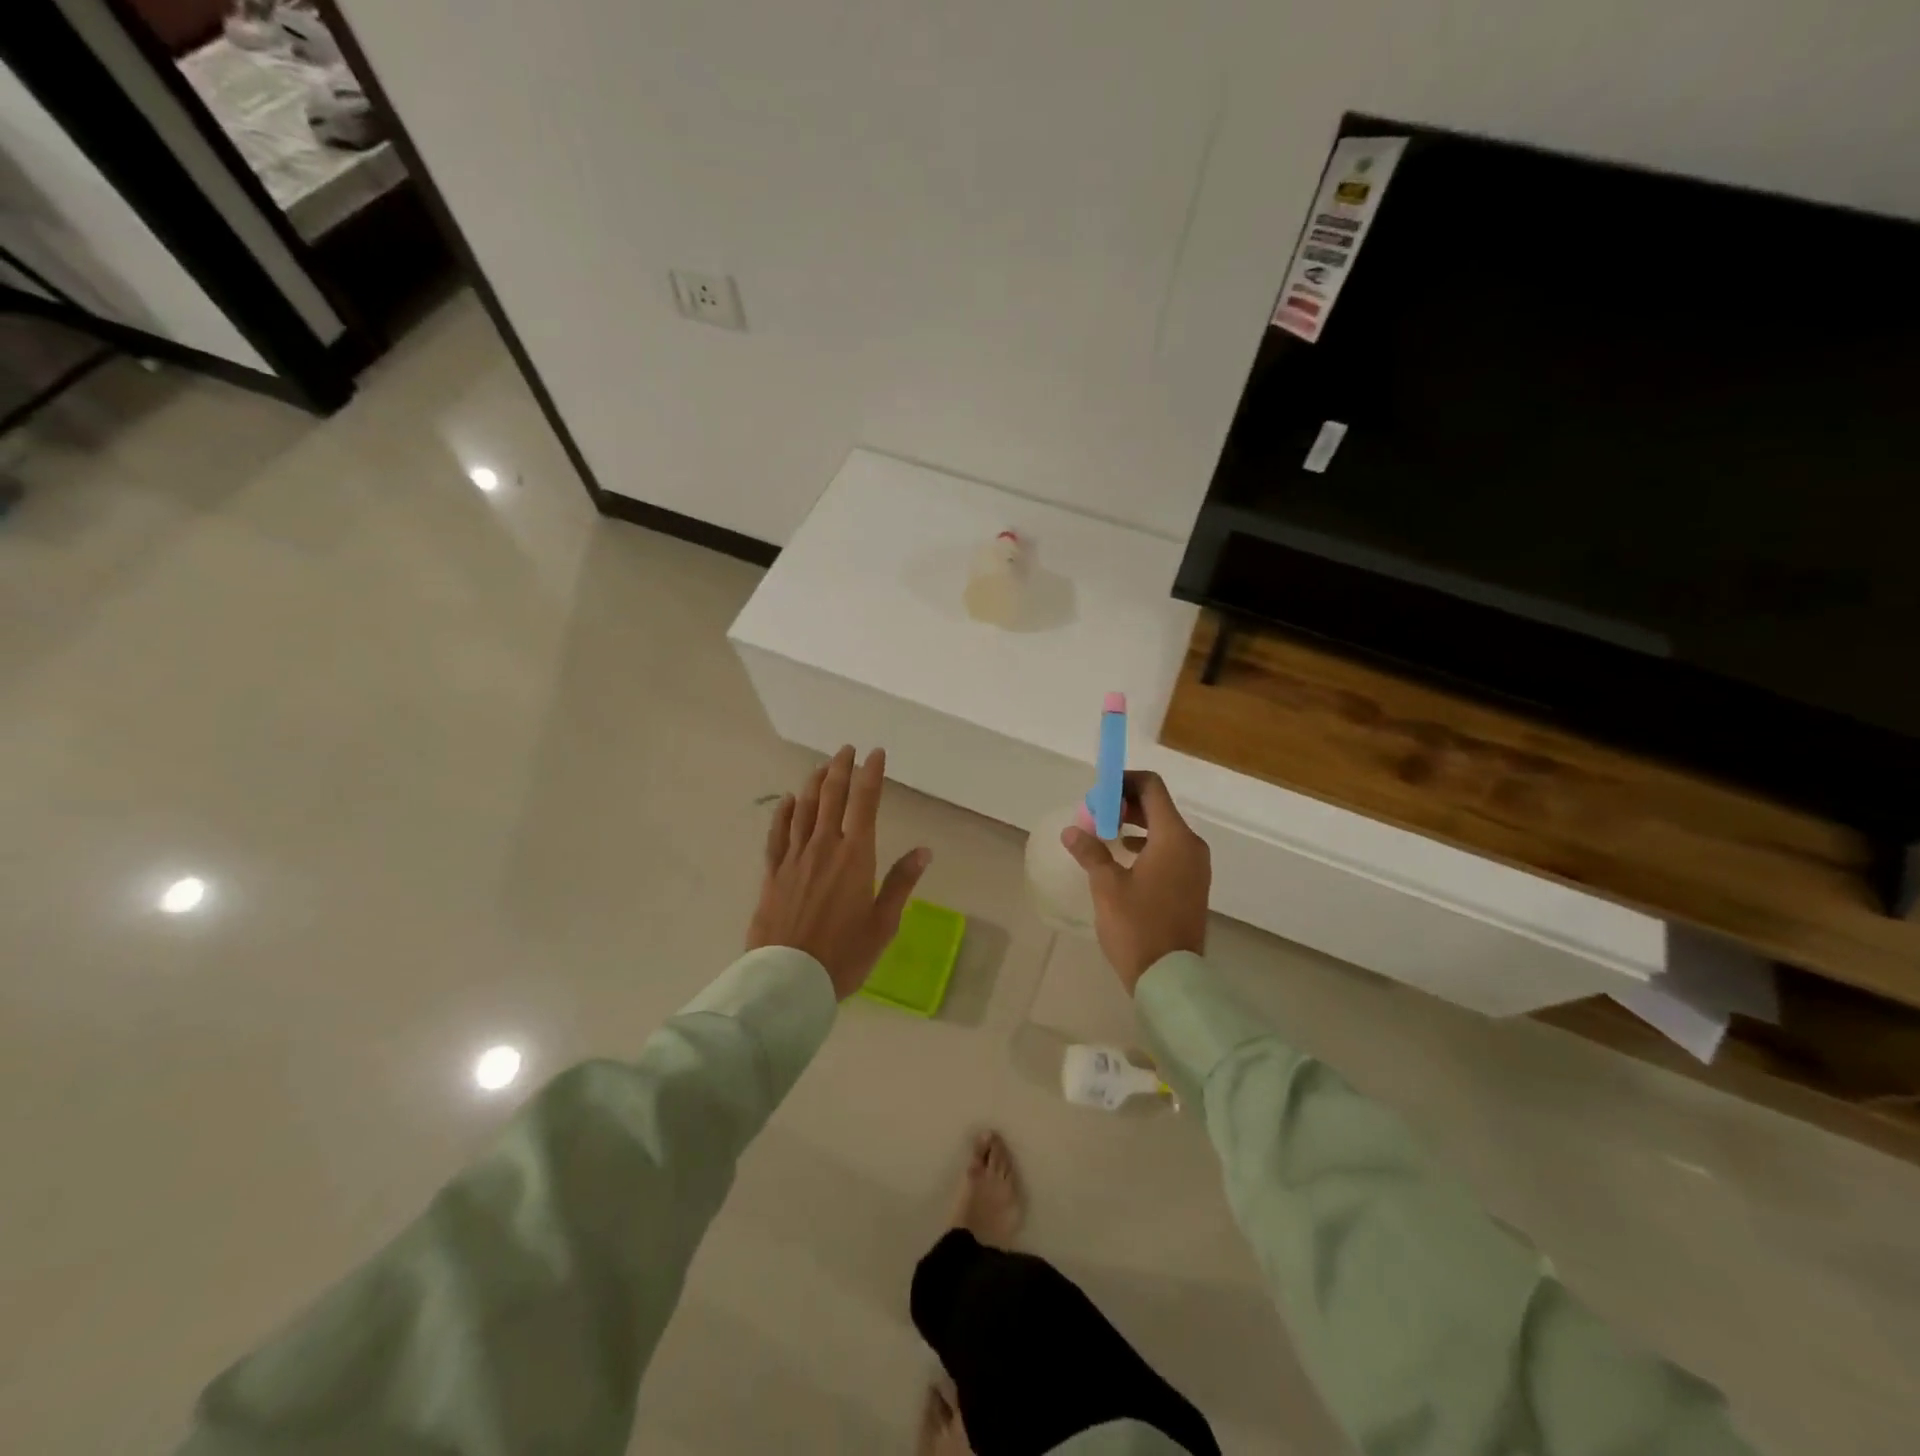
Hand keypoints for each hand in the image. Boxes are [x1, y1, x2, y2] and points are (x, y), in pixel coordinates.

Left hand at [748, 745, 931, 999]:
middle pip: (833, 797)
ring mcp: (795, 858)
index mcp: (856, 857)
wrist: (789, 979)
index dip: (871, 775)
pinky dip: (784, 813)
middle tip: (847, 749)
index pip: (865, 804)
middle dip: (841, 769)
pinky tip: (789, 801)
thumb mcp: (883, 923)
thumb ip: (901, 883)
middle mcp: (824, 847)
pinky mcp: (773, 874)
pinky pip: (778, 834)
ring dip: (814, 783)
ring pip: (805, 809)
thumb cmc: (845, 954)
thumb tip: (924, 850)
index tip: (876, 754)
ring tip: (822, 766)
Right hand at [1061, 771, 1209, 993]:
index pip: (1151, 788)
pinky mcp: (1193, 884)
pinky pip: (1170, 850)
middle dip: (1125, 805)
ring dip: (1135, 824)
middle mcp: (1191, 845)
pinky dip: (1147, 844)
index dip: (1122, 782)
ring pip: (1164, 829)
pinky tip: (1124, 858)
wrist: (1170, 977)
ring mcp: (1196, 866)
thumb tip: (1071, 831)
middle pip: (1158, 806)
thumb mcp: (1106, 886)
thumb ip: (1090, 852)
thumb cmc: (1137, 926)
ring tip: (1104, 835)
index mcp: (1173, 837)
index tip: (1097, 795)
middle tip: (1095, 816)